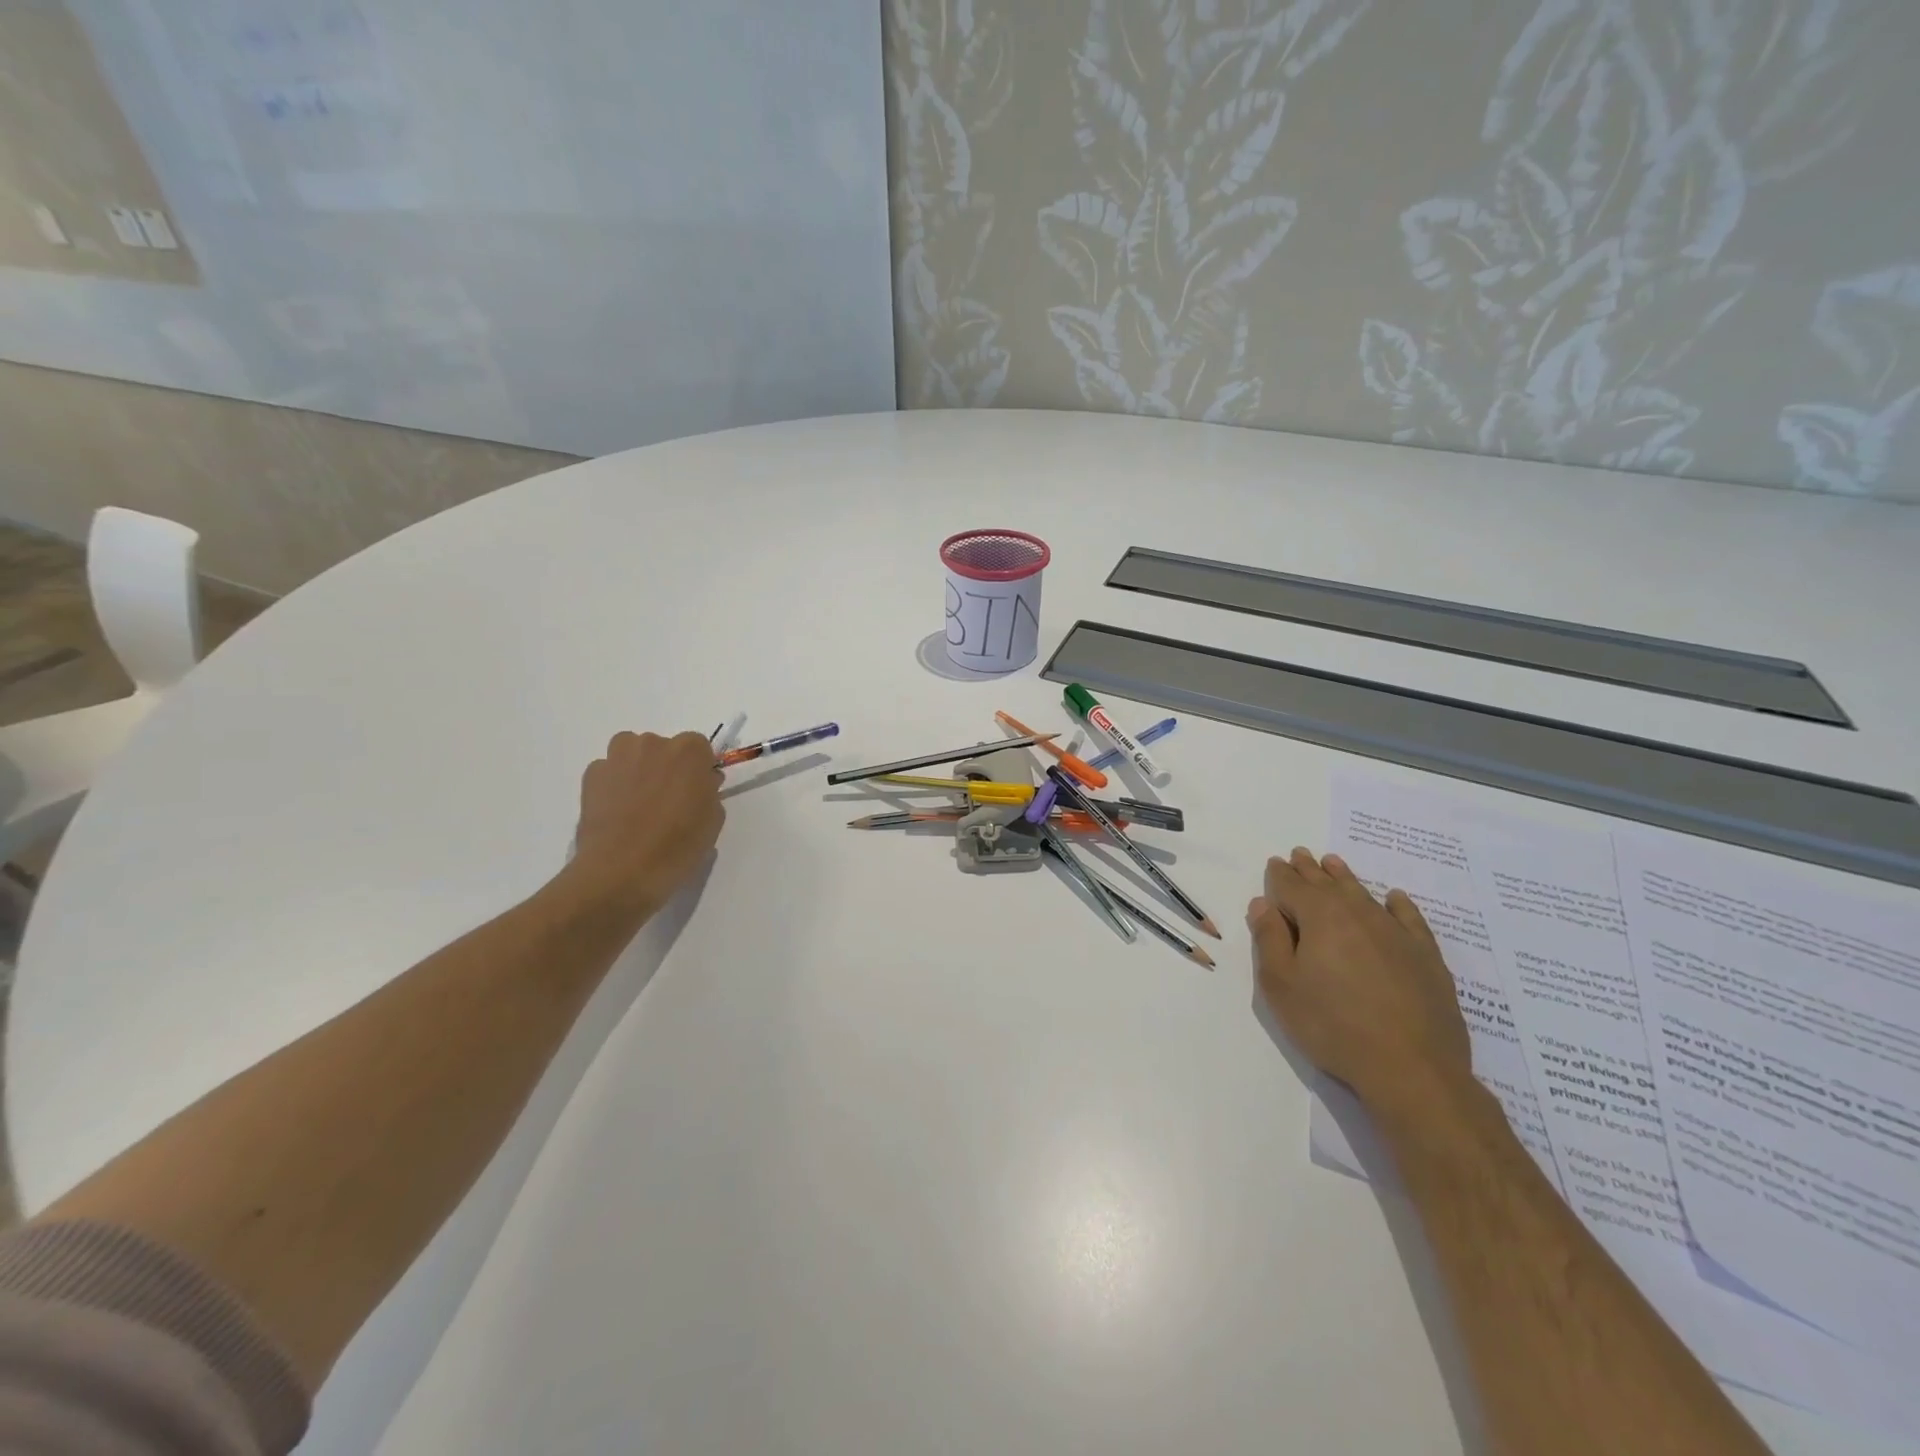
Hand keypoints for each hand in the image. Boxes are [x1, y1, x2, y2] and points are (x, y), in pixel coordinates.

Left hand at [567, 731, 725, 920]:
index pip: (699, 747)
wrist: (621, 871)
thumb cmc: (678, 845)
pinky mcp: (591, 776)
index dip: (698, 769)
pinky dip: (613, 784)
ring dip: (638, 768)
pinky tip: (617, 811)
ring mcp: (617, 757)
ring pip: (632, 752)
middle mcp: (652, 744)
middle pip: (663, 747)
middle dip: (667, 767)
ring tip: (639, 802)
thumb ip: (709, 792)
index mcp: (689, 751)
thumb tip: (700, 783)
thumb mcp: (712, 820)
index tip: (696, 791)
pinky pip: (608, 771)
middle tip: (668, 800)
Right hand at [1247, 847, 1472, 1114]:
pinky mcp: (1425, 955)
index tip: (1275, 863)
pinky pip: (1408, 917)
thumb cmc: (1332, 1025)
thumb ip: (1269, 939)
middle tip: (1300, 855)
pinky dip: (1397, 904)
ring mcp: (1395, 932)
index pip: (1291, 886)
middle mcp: (1357, 912)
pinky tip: (1394, 898)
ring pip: (1363, 893)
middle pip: (1327, 883)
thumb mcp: (1281, 985)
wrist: (1412, 1068)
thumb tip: (1263, 904)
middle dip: (1309, 869)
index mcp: (1318, 916)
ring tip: (1333, 863)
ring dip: (1344, 877)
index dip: (1279, 875)